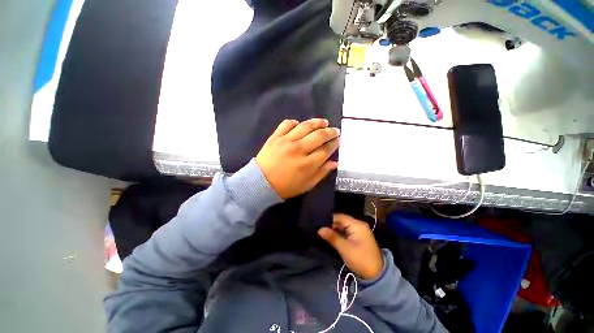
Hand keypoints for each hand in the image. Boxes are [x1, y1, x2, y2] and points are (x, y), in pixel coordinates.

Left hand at [255, 118, 339, 199]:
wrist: (260, 183)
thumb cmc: (285, 187)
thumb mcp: (307, 185)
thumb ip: (322, 173)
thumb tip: (335, 162)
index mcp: (308, 164)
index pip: (326, 150)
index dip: (334, 144)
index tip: (338, 140)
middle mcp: (299, 149)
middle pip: (319, 136)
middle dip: (330, 132)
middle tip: (335, 130)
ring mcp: (287, 141)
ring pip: (306, 126)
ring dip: (317, 123)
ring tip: (324, 122)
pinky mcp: (276, 136)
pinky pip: (287, 124)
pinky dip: (295, 122)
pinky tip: (300, 125)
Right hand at [318, 214, 383, 279]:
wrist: (376, 275)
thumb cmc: (360, 259)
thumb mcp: (344, 248)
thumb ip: (332, 237)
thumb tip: (319, 229)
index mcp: (357, 225)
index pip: (340, 217)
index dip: (329, 219)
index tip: (318, 222)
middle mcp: (358, 225)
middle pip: (341, 221)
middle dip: (331, 224)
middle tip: (319, 228)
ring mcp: (359, 231)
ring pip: (343, 226)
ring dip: (334, 229)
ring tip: (323, 231)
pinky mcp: (358, 237)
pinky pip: (346, 232)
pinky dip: (339, 234)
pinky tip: (331, 236)